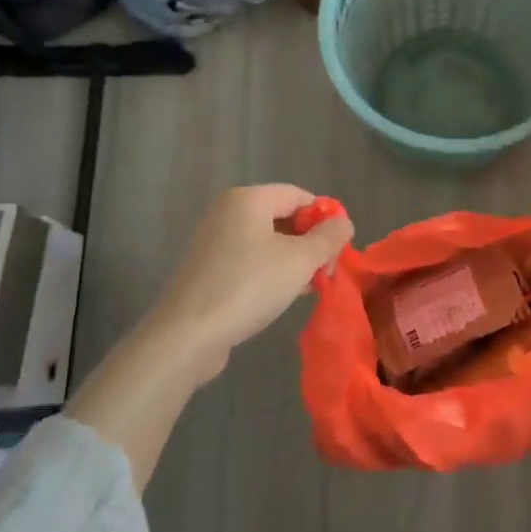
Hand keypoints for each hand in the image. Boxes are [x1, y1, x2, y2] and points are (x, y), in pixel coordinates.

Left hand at [67, 186, 351, 488]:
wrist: (187, 335)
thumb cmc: (248, 287)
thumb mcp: (300, 260)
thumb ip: (328, 237)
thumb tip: (343, 222)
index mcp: (247, 199)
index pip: (300, 195)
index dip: (326, 218)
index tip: (340, 250)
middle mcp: (227, 212)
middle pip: (283, 217)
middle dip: (311, 243)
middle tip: (327, 273)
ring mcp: (213, 241)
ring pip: (268, 241)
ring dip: (294, 261)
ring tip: (308, 288)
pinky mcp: (207, 269)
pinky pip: (249, 260)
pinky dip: (270, 272)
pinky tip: (282, 296)